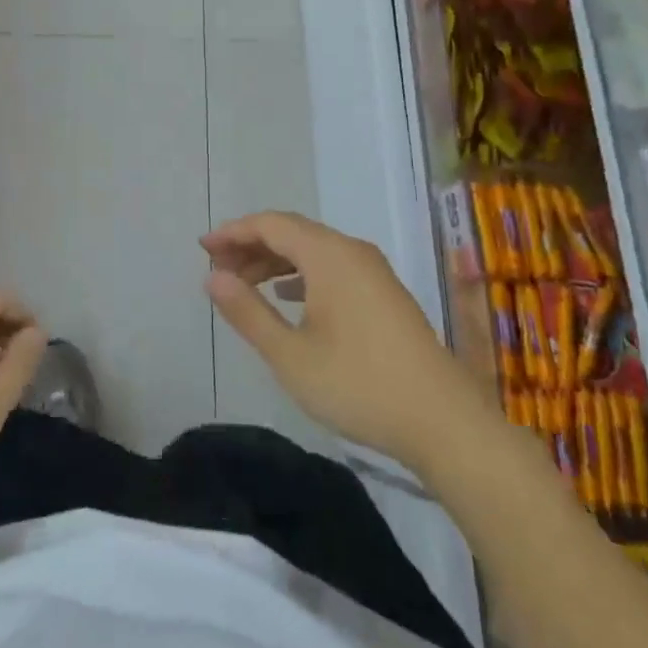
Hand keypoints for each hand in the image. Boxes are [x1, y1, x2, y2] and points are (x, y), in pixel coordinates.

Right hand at [203, 211, 490, 467]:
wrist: (444, 422)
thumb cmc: (359, 386)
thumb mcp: (290, 355)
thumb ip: (248, 312)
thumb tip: (213, 278)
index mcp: (329, 255)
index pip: (270, 224)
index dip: (233, 232)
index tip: (202, 249)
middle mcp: (352, 251)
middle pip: (292, 232)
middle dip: (251, 246)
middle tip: (217, 270)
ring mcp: (373, 271)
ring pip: (313, 250)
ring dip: (275, 261)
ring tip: (244, 285)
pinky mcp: (385, 293)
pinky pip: (332, 267)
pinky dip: (301, 274)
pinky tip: (288, 298)